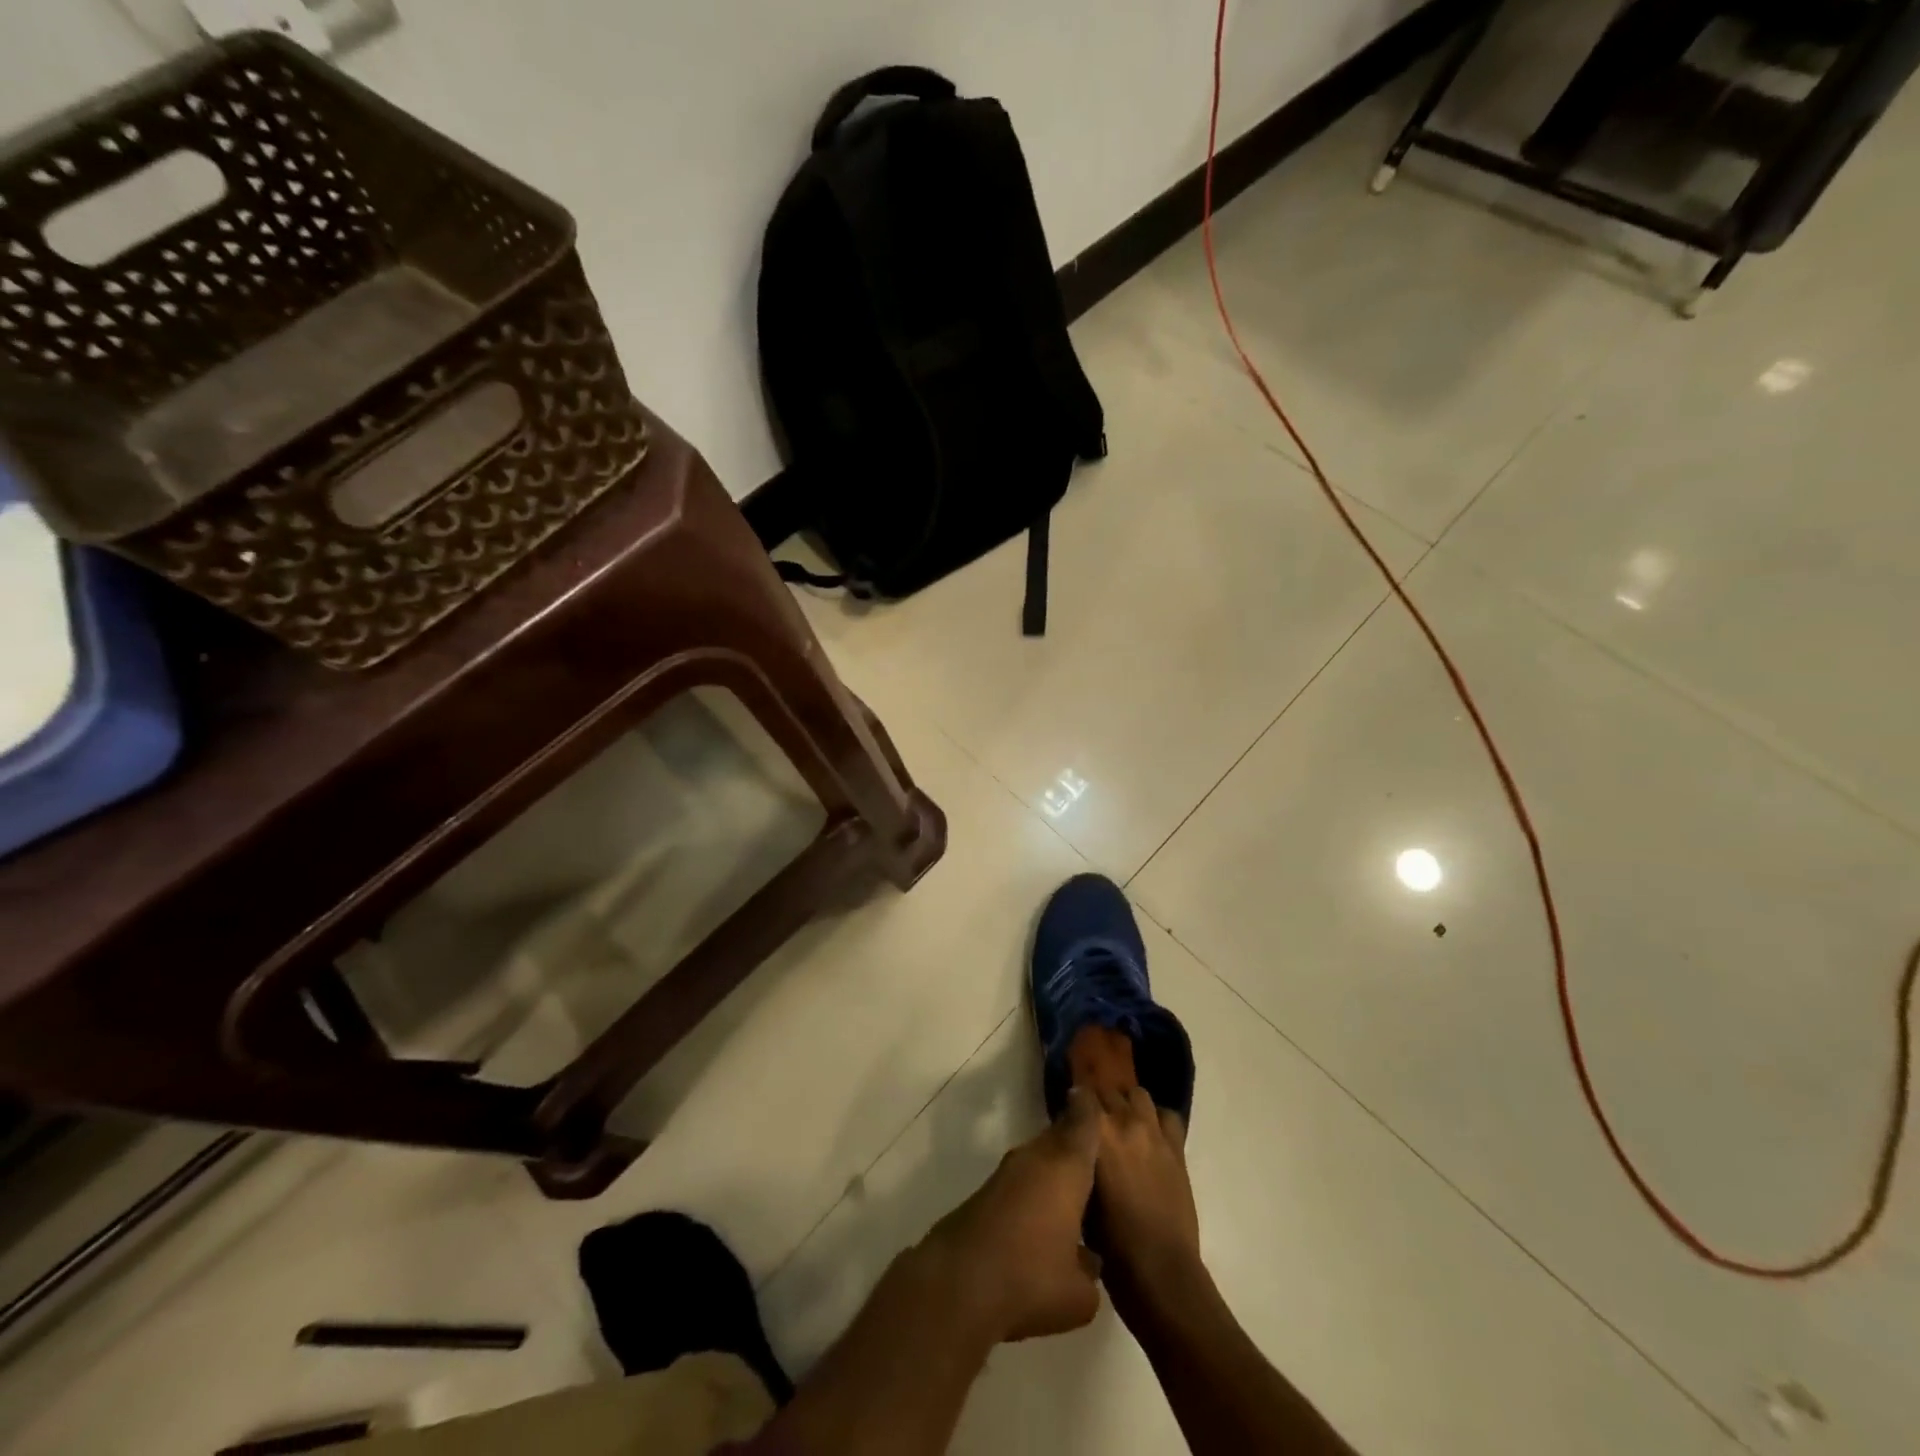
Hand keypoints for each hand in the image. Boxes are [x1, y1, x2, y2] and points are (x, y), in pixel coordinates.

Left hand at [922, 1088, 1104, 1342]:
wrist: (959, 1283)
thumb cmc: (1032, 1279)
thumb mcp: (1079, 1292)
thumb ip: (1090, 1268)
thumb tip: (1087, 1257)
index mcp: (1066, 1167)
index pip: (1084, 1123)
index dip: (1091, 1108)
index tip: (1097, 1096)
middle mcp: (1036, 1159)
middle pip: (1059, 1138)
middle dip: (1075, 1140)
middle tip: (1096, 1149)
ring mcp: (1006, 1173)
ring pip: (1038, 1159)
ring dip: (1053, 1168)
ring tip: (1073, 1187)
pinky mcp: (984, 1193)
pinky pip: (1020, 1180)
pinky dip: (1033, 1189)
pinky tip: (1039, 1215)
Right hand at [1091, 1086, 1201, 1313]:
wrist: (1160, 1271)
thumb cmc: (1111, 1243)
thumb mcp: (1081, 1195)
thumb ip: (1078, 1158)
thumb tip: (1075, 1144)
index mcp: (1097, 1133)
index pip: (1081, 1094)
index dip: (1073, 1101)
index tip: (1068, 1113)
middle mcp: (1125, 1122)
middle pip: (1108, 1091)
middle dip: (1098, 1102)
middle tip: (1093, 1123)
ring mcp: (1154, 1132)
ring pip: (1138, 1095)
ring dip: (1128, 1103)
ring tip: (1123, 1123)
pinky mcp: (1177, 1148)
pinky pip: (1168, 1116)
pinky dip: (1157, 1119)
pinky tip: (1150, 1136)